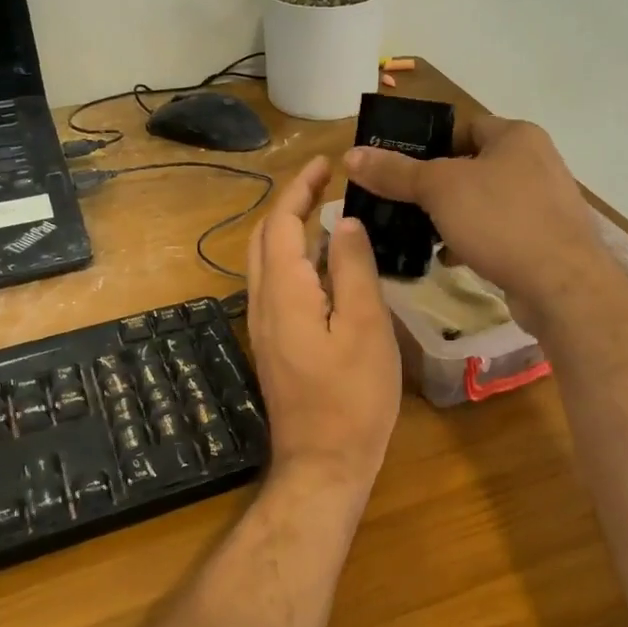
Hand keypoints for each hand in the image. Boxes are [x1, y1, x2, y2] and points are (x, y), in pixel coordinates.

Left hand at [246, 156, 400, 500]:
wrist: (323, 463)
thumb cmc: (352, 396)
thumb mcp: (365, 326)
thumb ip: (353, 269)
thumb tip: (345, 223)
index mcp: (284, 291)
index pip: (281, 223)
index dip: (299, 188)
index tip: (324, 164)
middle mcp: (263, 302)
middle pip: (265, 238)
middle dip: (290, 204)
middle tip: (325, 183)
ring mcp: (264, 326)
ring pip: (267, 262)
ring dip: (290, 230)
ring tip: (328, 213)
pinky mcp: (274, 343)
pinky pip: (277, 284)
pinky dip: (295, 258)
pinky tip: (326, 264)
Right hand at [344, 114, 609, 332]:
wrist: (562, 285)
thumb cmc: (501, 220)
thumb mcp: (439, 190)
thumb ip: (396, 172)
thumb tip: (350, 156)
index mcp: (517, 136)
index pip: (464, 128)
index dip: (429, 145)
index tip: (399, 168)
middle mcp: (536, 162)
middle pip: (472, 166)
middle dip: (437, 187)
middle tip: (402, 203)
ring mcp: (545, 203)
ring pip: (485, 202)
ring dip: (453, 217)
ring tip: (420, 233)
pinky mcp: (546, 239)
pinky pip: (500, 232)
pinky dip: (474, 240)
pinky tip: (450, 258)